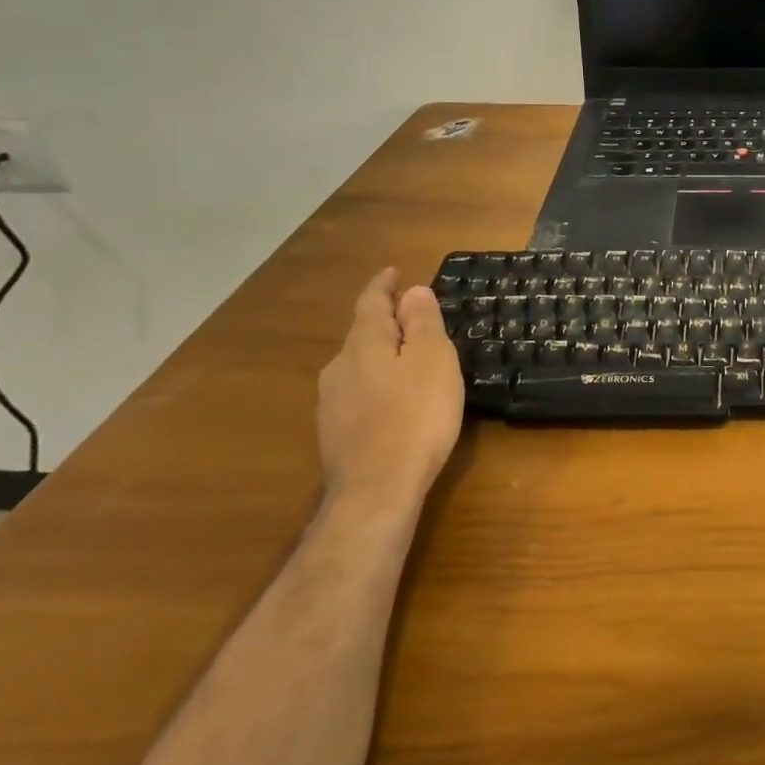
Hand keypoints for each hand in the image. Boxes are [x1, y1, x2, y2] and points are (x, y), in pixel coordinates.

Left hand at [316, 269, 464, 518]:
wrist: (376, 492)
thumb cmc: (415, 416)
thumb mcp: (432, 360)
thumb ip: (421, 323)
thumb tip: (411, 291)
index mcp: (364, 344)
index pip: (371, 303)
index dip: (383, 285)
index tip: (393, 272)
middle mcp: (340, 367)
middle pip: (362, 334)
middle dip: (385, 322)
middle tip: (411, 317)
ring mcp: (332, 404)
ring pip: (359, 366)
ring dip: (381, 356)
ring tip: (407, 359)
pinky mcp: (335, 435)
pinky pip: (359, 394)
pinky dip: (378, 385)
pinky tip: (394, 401)